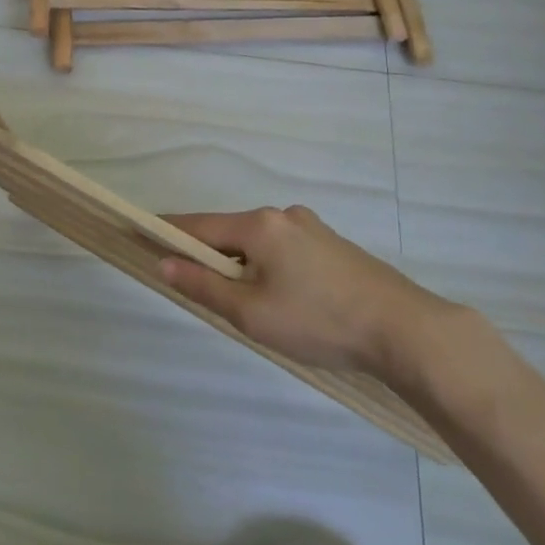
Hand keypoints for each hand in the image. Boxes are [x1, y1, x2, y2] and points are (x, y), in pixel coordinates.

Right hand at [160, 206, 473, 393]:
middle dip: (210, 257)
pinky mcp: (333, 245)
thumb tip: (163, 262)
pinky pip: (285, 251)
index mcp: (258, 225)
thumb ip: (204, 285)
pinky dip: (271, 269)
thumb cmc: (318, 321)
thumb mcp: (251, 312)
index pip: (198, 225)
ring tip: (251, 309)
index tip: (139, 233)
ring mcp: (312, 228)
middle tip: (201, 292)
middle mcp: (282, 215)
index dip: (167, 232)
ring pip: (260, 244)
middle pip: (230, 233)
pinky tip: (287, 302)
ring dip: (244, 267)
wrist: (405, 329)